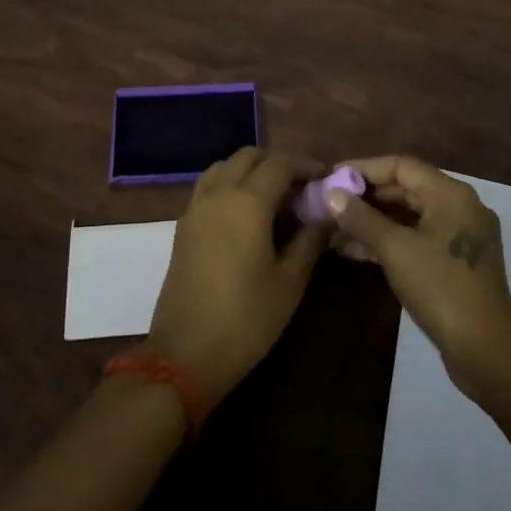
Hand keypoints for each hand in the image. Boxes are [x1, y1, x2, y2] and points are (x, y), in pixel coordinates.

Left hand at [147, 147, 329, 401]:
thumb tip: (326, 215)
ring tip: (274, 197)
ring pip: (225, 167)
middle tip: (301, 187)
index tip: (326, 178)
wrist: (185, 355)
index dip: (306, 165)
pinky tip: (246, 214)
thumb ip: (310, 240)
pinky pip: (209, 186)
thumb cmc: (245, 319)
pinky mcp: (183, 225)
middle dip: (277, 163)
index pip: (281, 163)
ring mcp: (196, 207)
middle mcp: (219, 193)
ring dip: (250, 170)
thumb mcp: (289, 282)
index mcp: (248, 201)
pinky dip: (230, 184)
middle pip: (249, 156)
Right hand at [327, 156, 510, 399]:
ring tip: (334, 228)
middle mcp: (458, 207)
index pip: (401, 166)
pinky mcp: (454, 263)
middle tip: (330, 202)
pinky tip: (355, 250)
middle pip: (405, 189)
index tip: (332, 176)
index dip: (364, 168)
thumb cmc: (440, 287)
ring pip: (409, 217)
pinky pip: (416, 239)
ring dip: (373, 221)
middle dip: (366, 196)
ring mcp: (458, 237)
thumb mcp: (395, 248)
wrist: (486, 350)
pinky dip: (388, 241)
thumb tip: (331, 194)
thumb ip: (361, 218)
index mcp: (450, 193)